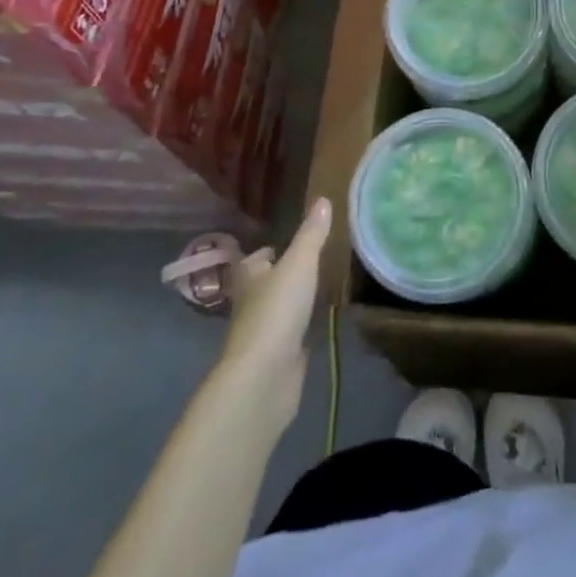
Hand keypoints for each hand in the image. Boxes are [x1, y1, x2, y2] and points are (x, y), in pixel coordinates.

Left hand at [220, 197, 331, 434]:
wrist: (264, 377)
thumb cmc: (276, 311)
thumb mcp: (299, 264)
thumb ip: (311, 235)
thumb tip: (322, 199)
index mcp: (250, 278)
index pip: (256, 260)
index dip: (270, 252)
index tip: (291, 245)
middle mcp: (252, 304)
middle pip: (266, 285)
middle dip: (285, 276)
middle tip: (315, 263)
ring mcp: (265, 335)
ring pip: (281, 311)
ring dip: (296, 303)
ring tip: (325, 288)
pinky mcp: (279, 359)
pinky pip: (293, 337)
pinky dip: (305, 329)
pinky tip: (323, 323)